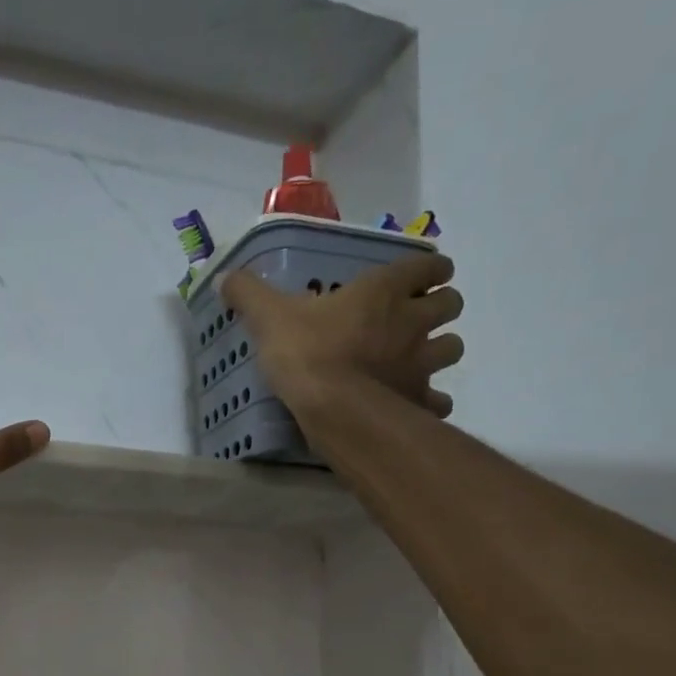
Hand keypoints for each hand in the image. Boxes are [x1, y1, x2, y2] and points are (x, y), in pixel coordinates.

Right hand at [220, 252, 464, 418]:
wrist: (334, 409)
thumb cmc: (307, 353)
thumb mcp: (269, 318)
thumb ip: (248, 294)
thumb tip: (223, 276)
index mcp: (384, 292)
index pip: (428, 267)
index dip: (428, 271)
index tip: (421, 278)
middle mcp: (413, 322)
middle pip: (451, 304)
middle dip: (439, 308)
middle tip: (416, 320)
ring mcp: (422, 363)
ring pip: (451, 348)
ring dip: (440, 350)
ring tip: (417, 361)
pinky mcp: (419, 401)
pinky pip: (438, 400)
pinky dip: (431, 401)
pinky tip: (413, 405)